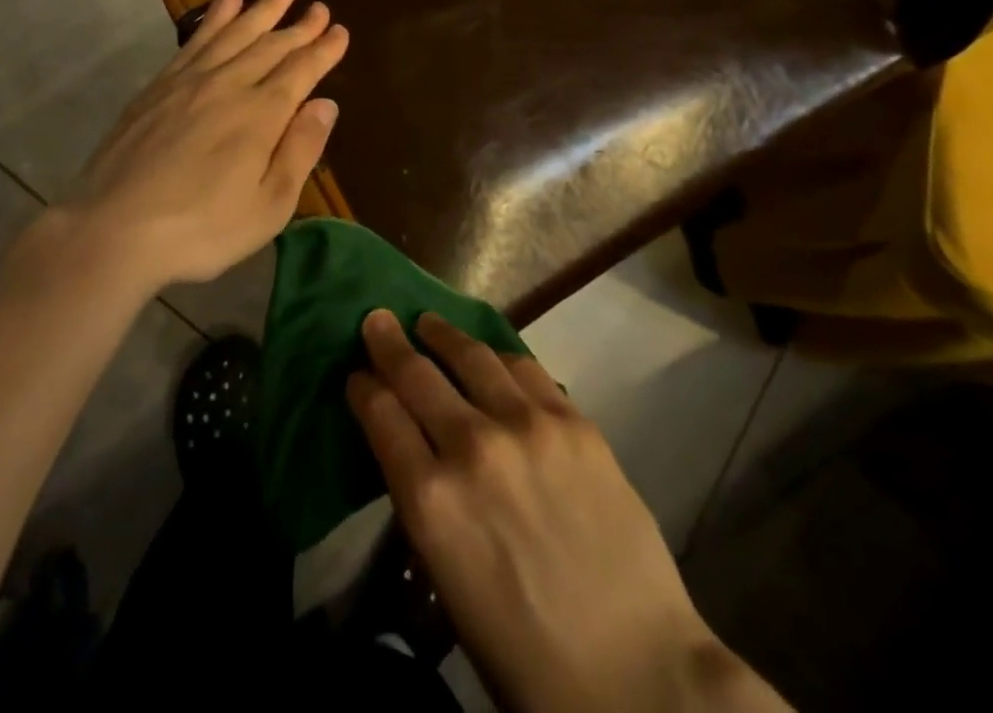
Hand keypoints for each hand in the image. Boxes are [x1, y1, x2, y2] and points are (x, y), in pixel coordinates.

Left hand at [61, 0, 347, 291]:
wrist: (112, 229)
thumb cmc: (200, 229)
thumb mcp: (268, 207)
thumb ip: (300, 150)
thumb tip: (326, 104)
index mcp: (261, 115)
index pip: (301, 71)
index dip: (324, 50)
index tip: (341, 31)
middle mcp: (230, 85)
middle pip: (272, 44)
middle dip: (300, 24)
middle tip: (320, 4)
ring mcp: (191, 80)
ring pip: (236, 30)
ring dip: (264, 4)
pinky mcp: (160, 85)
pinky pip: (197, 38)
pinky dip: (216, 15)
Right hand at [348, 311, 782, 712]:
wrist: (635, 673)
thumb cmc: (525, 652)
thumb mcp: (449, 585)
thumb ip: (427, 508)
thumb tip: (415, 455)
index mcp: (431, 503)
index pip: (381, 416)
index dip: (363, 388)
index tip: (357, 375)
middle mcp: (472, 448)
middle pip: (417, 375)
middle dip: (388, 343)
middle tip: (376, 320)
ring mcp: (527, 426)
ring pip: (471, 356)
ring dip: (442, 335)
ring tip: (429, 322)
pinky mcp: (573, 420)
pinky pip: (525, 368)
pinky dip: (498, 356)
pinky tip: (491, 354)